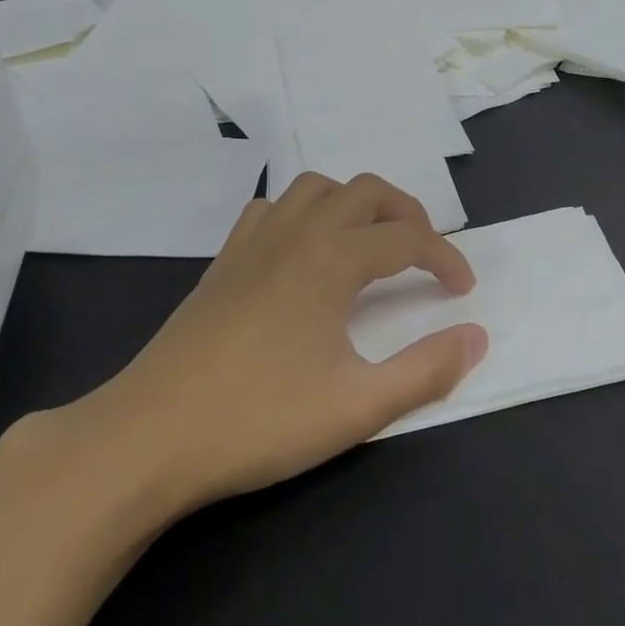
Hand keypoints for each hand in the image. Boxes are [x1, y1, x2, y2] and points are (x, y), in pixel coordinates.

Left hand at [31, 174, 487, 540]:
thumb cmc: (258, 421)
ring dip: (354, 203)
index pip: (407, 240)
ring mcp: (253, 243)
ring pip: (315, 188)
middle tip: (426, 253)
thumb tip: (477, 337)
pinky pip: (271, 209)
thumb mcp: (357, 407)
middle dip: (407, 213)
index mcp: (331, 261)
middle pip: (365, 192)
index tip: (463, 290)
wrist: (147, 437)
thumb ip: (426, 371)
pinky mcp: (223, 262)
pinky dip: (302, 212)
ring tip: (371, 242)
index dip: (445, 258)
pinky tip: (304, 251)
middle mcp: (296, 235)